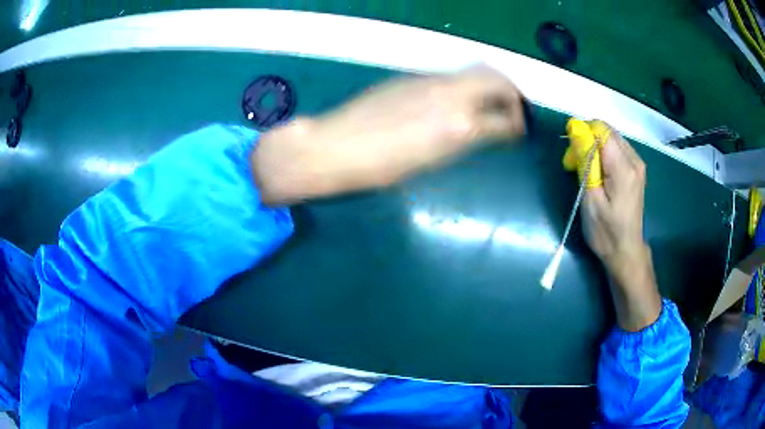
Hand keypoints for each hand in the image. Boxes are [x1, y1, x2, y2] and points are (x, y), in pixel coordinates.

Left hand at [251, 66, 525, 203]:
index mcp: (460, 127)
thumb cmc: (380, 169)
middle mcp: (452, 96)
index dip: (518, 125)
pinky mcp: (412, 78)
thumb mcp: (431, 162)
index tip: (520, 130)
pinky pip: (450, 78)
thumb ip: (462, 140)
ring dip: (488, 85)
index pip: (505, 120)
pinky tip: (454, 102)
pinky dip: (463, 87)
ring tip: (489, 102)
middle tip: (513, 108)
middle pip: (497, 80)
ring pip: (473, 73)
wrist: (336, 147)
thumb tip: (480, 130)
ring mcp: (430, 81)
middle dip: (512, 93)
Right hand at [581, 127, 647, 278]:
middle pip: (607, 131)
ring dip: (594, 147)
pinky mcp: (636, 169)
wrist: (625, 251)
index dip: (582, 132)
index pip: (601, 130)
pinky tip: (598, 172)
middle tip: (574, 164)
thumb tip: (577, 130)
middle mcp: (634, 160)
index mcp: (623, 168)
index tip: (571, 152)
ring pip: (611, 138)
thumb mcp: (590, 199)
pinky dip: (603, 153)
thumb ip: (586, 162)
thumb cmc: (605, 231)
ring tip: (585, 170)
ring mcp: (637, 164)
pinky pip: (617, 148)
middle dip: (587, 140)